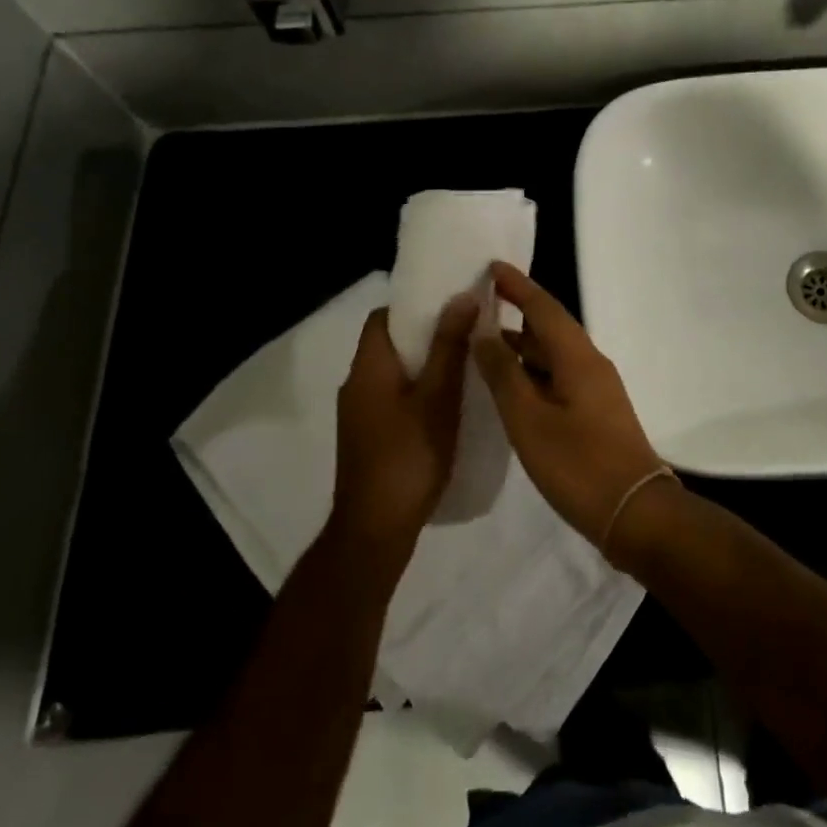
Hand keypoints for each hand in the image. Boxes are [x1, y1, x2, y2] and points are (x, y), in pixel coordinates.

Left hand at [333, 296, 477, 551]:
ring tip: (466, 366)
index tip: (451, 305)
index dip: (415, 306)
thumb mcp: (438, 397)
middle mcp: (357, 385)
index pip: (383, 317)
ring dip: (426, 365)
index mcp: (368, 368)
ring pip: (394, 374)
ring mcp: (360, 415)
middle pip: (390, 344)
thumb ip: (449, 347)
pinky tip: (448, 406)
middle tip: (469, 333)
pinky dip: (418, 392)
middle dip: (427, 335)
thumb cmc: (409, 456)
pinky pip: (394, 399)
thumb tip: (461, 296)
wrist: (375, 530)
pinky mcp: (368, 438)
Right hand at [472, 263, 669, 549]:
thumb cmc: (578, 464)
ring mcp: (596, 389)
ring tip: (482, 343)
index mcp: (577, 357)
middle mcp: (590, 364)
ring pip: (553, 355)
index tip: (490, 267)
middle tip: (477, 306)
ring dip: (521, 346)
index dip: (517, 286)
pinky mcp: (595, 412)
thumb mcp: (529, 420)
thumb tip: (483, 331)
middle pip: (550, 327)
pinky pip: (558, 377)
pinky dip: (531, 372)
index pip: (543, 307)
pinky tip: (509, 386)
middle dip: (515, 313)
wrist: (634, 511)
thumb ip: (503, 374)